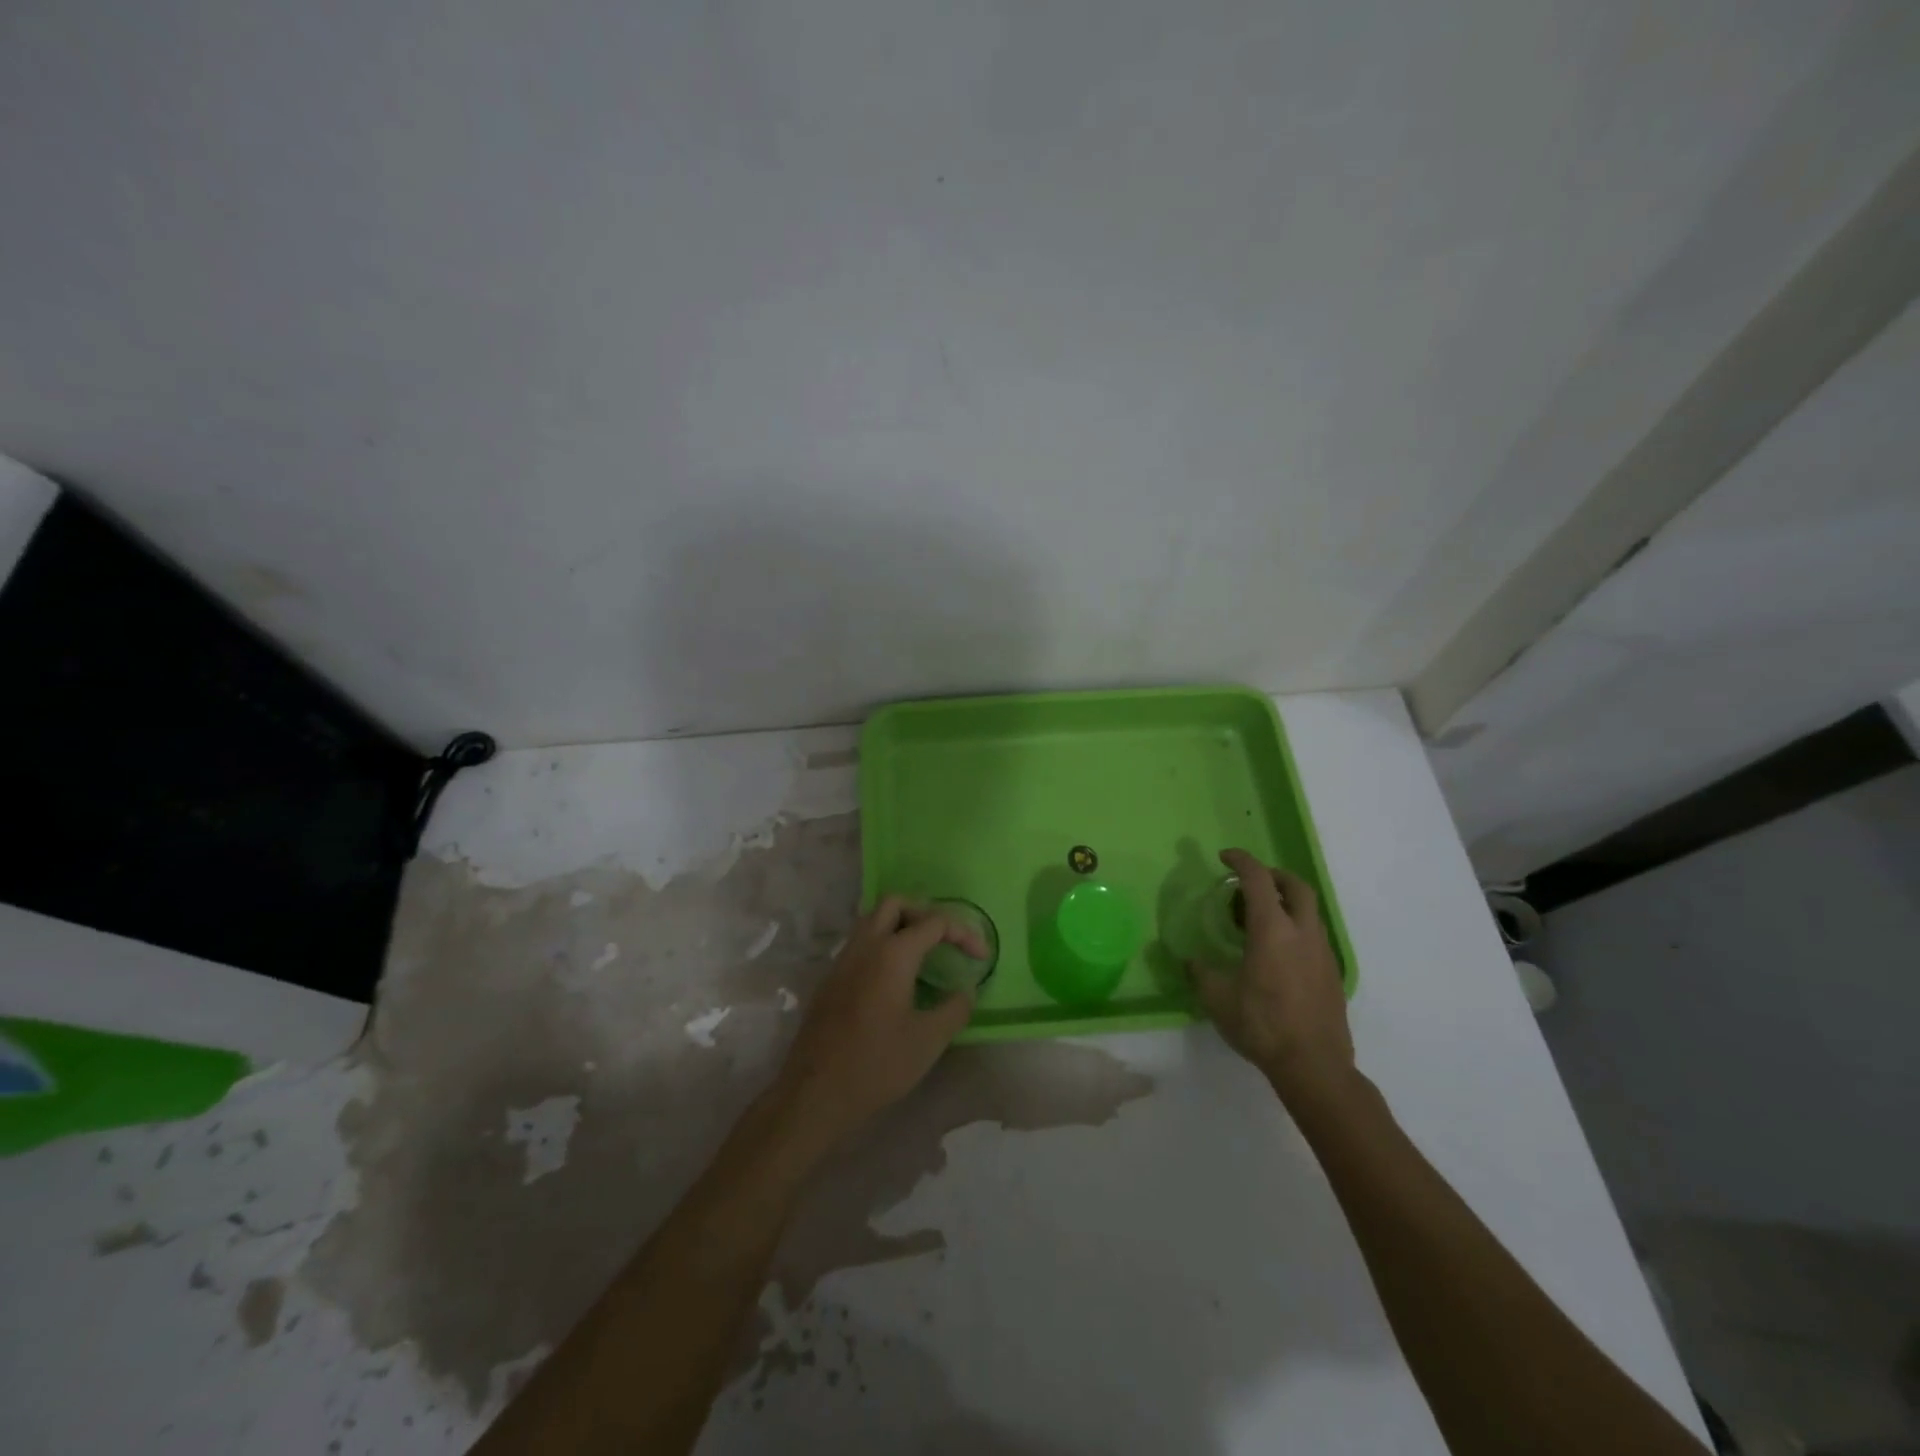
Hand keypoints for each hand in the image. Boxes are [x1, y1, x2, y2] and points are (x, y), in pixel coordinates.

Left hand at [773, 896, 984, 1146]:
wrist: (815, 1093)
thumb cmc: (877, 1064)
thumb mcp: (929, 1040)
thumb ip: (955, 1009)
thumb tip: (965, 991)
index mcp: (892, 953)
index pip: (935, 922)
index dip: (963, 934)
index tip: (981, 958)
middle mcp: (865, 945)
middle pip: (896, 904)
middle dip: (926, 914)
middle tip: (945, 941)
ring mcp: (842, 960)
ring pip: (872, 920)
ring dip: (901, 926)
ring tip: (923, 954)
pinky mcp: (830, 978)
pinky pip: (860, 943)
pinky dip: (882, 944)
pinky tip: (895, 978)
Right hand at [1187, 849, 1355, 1107]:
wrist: (1314, 1065)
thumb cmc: (1262, 1025)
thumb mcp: (1218, 999)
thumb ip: (1200, 973)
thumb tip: (1189, 960)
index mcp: (1273, 930)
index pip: (1258, 879)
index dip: (1241, 861)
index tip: (1224, 857)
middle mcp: (1303, 933)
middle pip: (1295, 886)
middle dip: (1272, 875)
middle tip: (1249, 883)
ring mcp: (1323, 952)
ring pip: (1308, 910)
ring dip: (1284, 902)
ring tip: (1257, 921)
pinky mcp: (1332, 973)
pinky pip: (1313, 935)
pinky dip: (1294, 928)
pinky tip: (1276, 953)